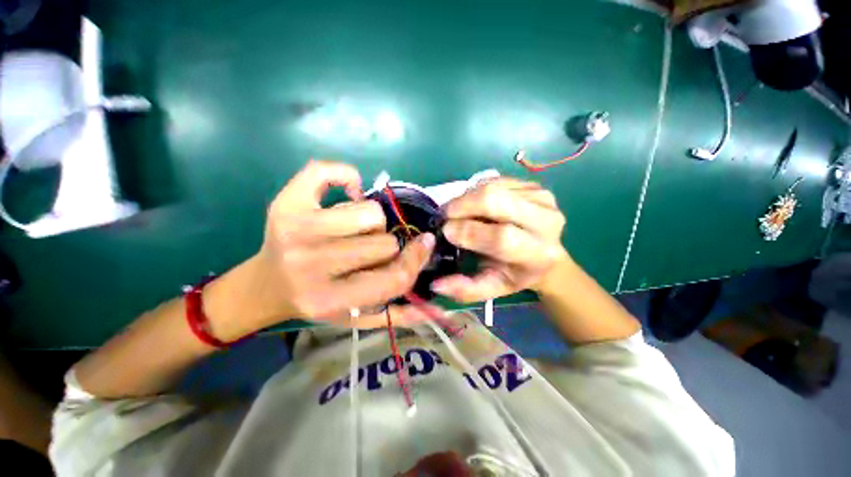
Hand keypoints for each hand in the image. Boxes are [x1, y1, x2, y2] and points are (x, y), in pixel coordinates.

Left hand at [233, 161, 436, 331]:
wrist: (265, 286)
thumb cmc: (316, 301)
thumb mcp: (355, 319)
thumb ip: (396, 314)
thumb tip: (441, 308)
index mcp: (331, 298)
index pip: (393, 277)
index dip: (416, 259)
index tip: (425, 244)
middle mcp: (313, 264)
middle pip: (384, 242)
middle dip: (386, 245)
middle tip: (369, 249)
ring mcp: (296, 229)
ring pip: (370, 212)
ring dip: (372, 221)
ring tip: (357, 229)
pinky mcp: (286, 203)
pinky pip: (327, 172)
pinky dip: (347, 176)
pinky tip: (348, 193)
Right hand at [431, 178, 568, 302]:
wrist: (544, 255)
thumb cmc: (514, 273)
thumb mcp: (491, 288)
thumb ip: (465, 290)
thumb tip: (436, 284)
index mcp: (538, 253)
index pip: (501, 237)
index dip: (468, 232)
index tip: (446, 231)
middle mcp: (547, 221)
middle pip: (495, 201)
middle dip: (462, 206)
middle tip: (445, 215)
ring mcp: (542, 198)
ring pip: (492, 187)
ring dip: (466, 197)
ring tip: (457, 211)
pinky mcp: (534, 184)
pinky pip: (495, 181)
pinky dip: (476, 190)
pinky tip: (473, 204)